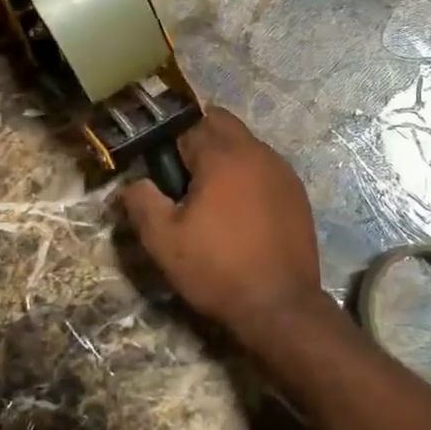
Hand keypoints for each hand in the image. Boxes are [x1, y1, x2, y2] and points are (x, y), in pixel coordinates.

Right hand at [120, 109, 325, 337]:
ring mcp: (282, 171)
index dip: (170, 149)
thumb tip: (132, 183)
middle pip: (221, 124)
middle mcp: (257, 151)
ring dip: (226, 160)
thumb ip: (141, 201)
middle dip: (200, 142)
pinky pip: (266, 169)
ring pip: (246, 145)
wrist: (280, 306)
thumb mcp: (163, 241)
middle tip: (185, 183)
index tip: (164, 178)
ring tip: (214, 202)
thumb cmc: (217, 268)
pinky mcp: (297, 193)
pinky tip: (242, 215)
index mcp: (223, 155)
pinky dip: (249, 178)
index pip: (188, 125)